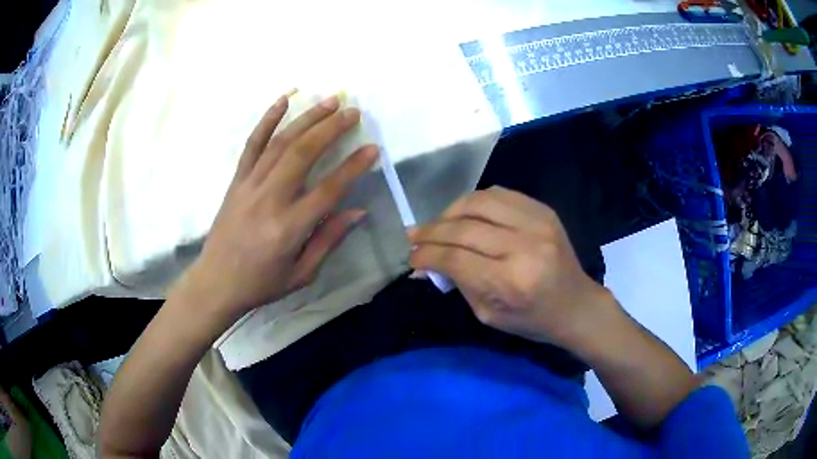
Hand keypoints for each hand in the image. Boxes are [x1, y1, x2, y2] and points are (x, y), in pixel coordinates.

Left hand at [180, 93, 377, 320]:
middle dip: (331, 128)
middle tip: (353, 112)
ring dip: (307, 118)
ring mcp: (250, 185)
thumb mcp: (302, 274)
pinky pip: (252, 144)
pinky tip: (283, 100)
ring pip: (281, 142)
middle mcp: (269, 199)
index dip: (353, 166)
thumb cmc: (261, 283)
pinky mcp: (237, 180)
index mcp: (289, 227)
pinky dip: (267, 120)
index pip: (329, 188)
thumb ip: (329, 240)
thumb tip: (358, 211)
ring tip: (330, 101)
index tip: (373, 148)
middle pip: (304, 153)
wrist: (216, 282)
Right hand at [408, 186, 614, 347]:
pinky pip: (499, 194)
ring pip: (479, 201)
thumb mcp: (488, 314)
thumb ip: (457, 284)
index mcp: (511, 281)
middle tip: (414, 237)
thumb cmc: (532, 319)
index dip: (426, 255)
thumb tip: (424, 264)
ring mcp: (537, 223)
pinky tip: (466, 214)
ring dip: (450, 211)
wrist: (576, 304)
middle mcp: (524, 246)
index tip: (411, 257)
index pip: (455, 258)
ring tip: (439, 224)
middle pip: (464, 228)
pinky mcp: (543, 210)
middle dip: (431, 232)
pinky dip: (475, 202)